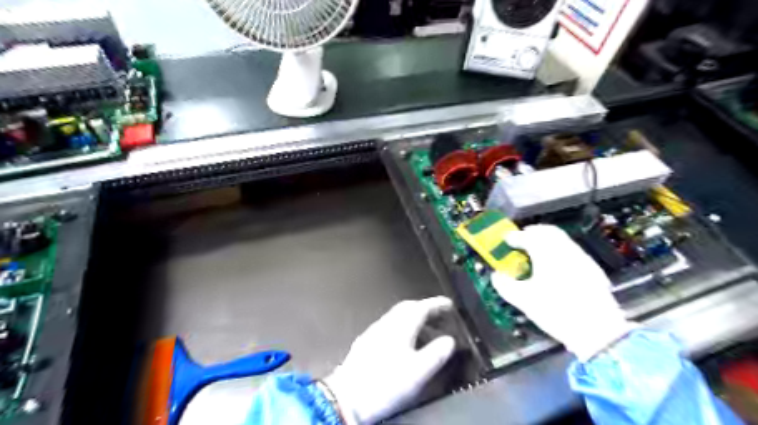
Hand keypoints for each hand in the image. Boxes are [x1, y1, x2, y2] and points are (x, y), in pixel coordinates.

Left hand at [326, 298, 454, 422]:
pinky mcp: (365, 343)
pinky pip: (388, 327)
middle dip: (425, 309)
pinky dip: (401, 328)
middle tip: (439, 317)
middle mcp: (386, 324)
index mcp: (400, 326)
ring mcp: (373, 332)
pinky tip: (403, 344)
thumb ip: (436, 354)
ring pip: (397, 317)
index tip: (449, 304)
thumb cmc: (384, 384)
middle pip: (407, 308)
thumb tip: (449, 341)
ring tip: (425, 332)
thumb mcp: (417, 371)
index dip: (437, 304)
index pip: (421, 307)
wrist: (347, 398)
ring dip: (413, 319)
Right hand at [488, 225, 634, 360]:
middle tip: (521, 239)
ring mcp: (581, 258)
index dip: (515, 237)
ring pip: (562, 240)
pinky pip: (572, 251)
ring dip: (547, 241)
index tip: (506, 240)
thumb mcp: (523, 300)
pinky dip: (559, 251)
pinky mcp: (592, 269)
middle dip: (532, 232)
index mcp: (547, 253)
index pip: (527, 236)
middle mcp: (565, 250)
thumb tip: (497, 275)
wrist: (598, 331)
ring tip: (536, 253)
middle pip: (548, 231)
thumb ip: (505, 285)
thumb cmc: (556, 311)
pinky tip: (556, 267)